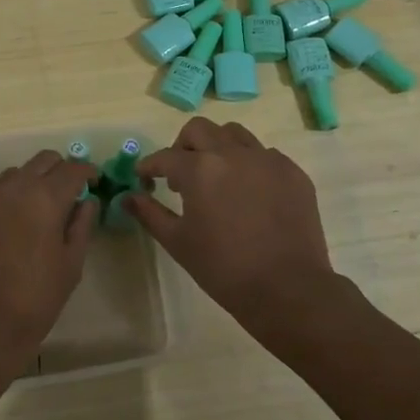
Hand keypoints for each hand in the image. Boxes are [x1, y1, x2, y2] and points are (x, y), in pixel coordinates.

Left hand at [0, 151, 97, 384]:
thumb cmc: (36, 298)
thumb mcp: (71, 264)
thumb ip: (82, 225)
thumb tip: (87, 200)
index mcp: (45, 197)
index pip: (73, 169)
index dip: (88, 172)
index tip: (94, 182)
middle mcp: (14, 186)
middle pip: (43, 160)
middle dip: (60, 170)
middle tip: (70, 192)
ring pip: (16, 172)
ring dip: (32, 181)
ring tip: (39, 208)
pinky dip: (9, 195)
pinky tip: (13, 221)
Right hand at [129, 118, 358, 354]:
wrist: (287, 289)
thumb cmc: (224, 268)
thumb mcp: (178, 242)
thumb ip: (149, 214)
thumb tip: (127, 197)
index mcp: (200, 169)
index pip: (165, 157)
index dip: (149, 166)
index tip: (145, 178)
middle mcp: (233, 153)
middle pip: (199, 130)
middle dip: (182, 147)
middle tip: (180, 175)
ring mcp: (267, 160)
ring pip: (234, 134)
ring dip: (217, 148)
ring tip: (217, 177)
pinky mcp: (292, 172)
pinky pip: (264, 155)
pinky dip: (249, 165)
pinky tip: (249, 193)